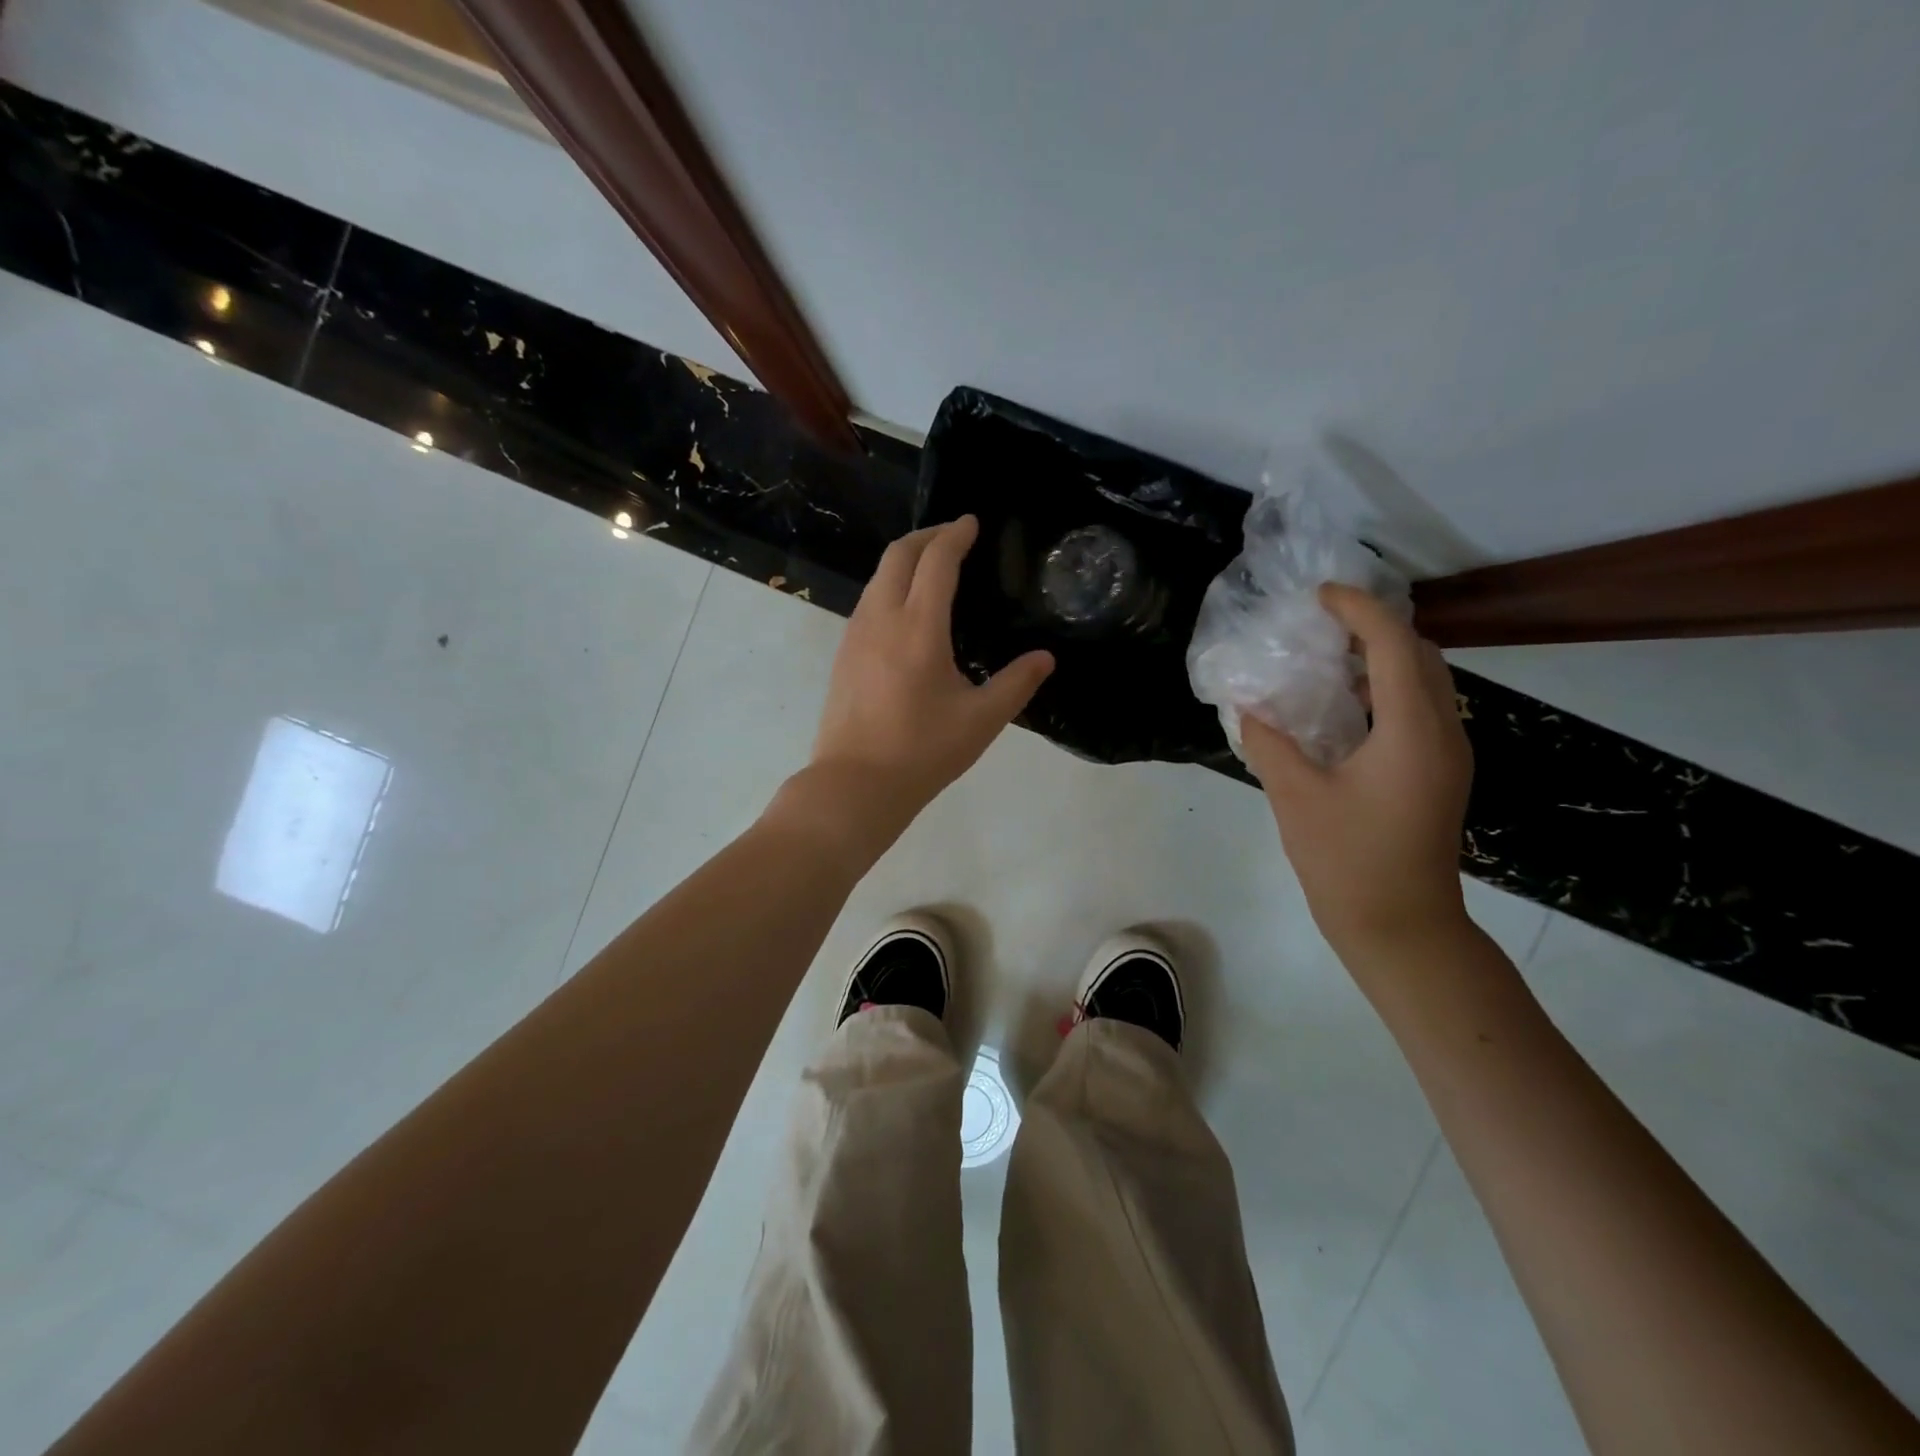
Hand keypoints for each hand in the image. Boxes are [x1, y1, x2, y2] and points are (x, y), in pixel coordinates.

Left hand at [803, 516, 1053, 844]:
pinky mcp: (843, 654)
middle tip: (953, 535)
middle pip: (898, 555)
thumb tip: (1045, 658)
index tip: (971, 523)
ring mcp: (855, 635)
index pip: (936, 561)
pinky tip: (906, 610)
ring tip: (932, 567)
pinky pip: (868, 601)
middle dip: (927, 536)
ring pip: (878, 577)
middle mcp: (881, 618)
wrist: (855, 784)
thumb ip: (1017, 684)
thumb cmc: (922, 751)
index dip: (955, 535)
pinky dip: (890, 586)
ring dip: (905, 560)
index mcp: (918, 627)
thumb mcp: (981, 720)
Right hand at [1241, 584, 1472, 964]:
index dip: (1358, 610)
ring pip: (1426, 680)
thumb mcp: (1296, 797)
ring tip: (1329, 655)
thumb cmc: (1348, 860)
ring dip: (1383, 656)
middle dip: (1375, 626)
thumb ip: (1269, 743)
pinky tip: (1345, 705)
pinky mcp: (1440, 772)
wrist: (1401, 925)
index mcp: (1411, 731)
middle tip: (1322, 624)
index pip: (1393, 645)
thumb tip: (1247, 707)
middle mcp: (1442, 732)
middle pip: (1421, 654)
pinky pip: (1421, 707)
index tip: (1319, 596)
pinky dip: (1387, 687)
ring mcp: (1448, 753)